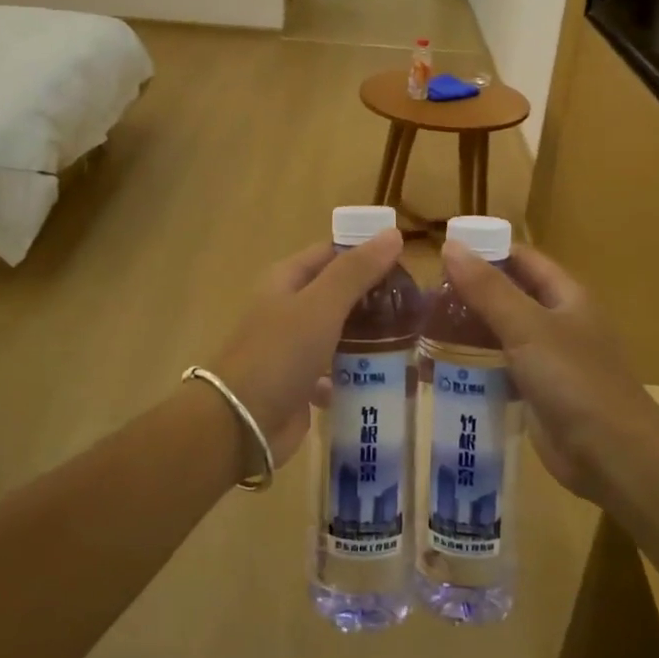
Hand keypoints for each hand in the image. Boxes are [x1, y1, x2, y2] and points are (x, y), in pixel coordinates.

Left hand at [208, 230, 405, 468]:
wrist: (242, 423)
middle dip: (374, 298)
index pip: (332, 253)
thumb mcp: (321, 305)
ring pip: (340, 332)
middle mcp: (288, 309)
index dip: (367, 254)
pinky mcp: (302, 383)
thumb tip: (393, 234)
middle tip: (416, 306)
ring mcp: (294, 348)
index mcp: (286, 280)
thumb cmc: (280, 353)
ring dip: (370, 336)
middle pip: (338, 293)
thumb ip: (356, 271)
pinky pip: (336, 370)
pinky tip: (387, 377)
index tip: (407, 265)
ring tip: (411, 339)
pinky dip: (358, 372)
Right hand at [439, 242, 658, 505]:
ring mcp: (548, 358)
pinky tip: (440, 367)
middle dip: (469, 293)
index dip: (485, 251)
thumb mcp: (527, 327)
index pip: (521, 259)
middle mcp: (558, 321)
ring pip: (501, 332)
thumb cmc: (573, 379)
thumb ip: (487, 288)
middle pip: (508, 295)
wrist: (612, 455)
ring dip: (468, 329)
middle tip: (422, 297)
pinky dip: (474, 363)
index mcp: (566, 295)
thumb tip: (450, 246)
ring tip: (422, 328)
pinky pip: (500, 367)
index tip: (441, 255)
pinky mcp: (537, 391)